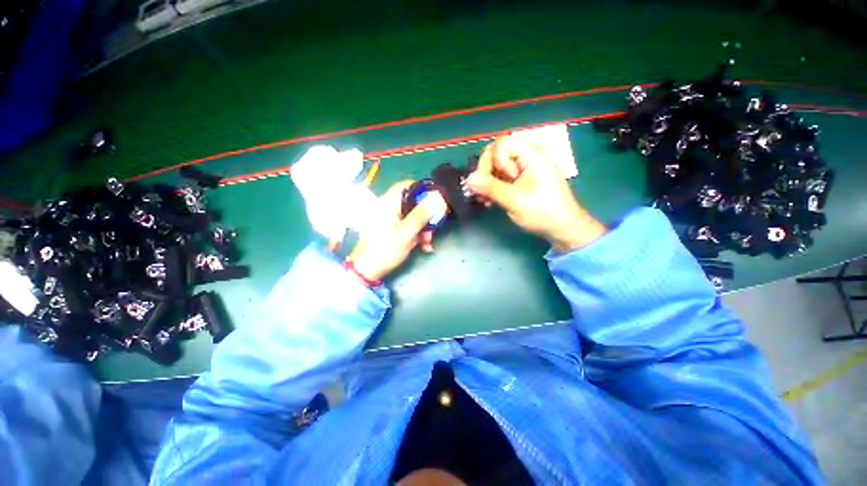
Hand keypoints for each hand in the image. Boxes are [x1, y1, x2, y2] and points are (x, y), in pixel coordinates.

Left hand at [348, 181, 445, 281]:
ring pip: (411, 215)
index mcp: (386, 203)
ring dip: (422, 227)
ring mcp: (388, 219)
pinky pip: (406, 225)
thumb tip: (436, 198)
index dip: (422, 190)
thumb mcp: (406, 233)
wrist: (368, 271)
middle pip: (411, 202)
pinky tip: (423, 245)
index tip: (436, 200)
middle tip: (434, 227)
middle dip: (425, 215)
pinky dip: (415, 233)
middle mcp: (386, 207)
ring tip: (428, 242)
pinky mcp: (390, 229)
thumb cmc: (385, 250)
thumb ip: (421, 215)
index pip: (405, 185)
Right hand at [466, 135, 605, 252]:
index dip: (490, 161)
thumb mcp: (514, 200)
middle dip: (486, 173)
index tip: (489, 182)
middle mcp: (527, 157)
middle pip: (497, 155)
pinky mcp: (521, 181)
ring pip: (497, 168)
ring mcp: (524, 170)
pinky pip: (502, 178)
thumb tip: (468, 179)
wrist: (563, 229)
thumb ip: (490, 187)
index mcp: (531, 154)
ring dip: (487, 183)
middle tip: (484, 193)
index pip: (500, 144)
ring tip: (484, 201)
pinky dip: (493, 188)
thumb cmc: (543, 212)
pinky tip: (489, 201)